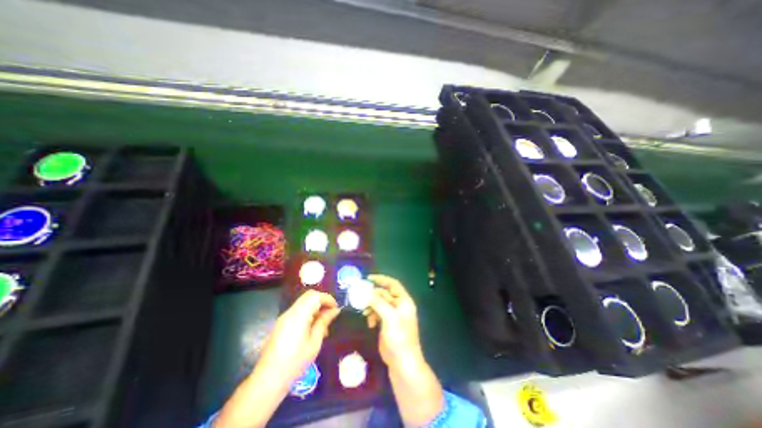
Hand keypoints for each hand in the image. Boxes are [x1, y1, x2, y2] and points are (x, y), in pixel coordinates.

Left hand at [211, 287, 335, 426]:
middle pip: (308, 297)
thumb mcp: (314, 343)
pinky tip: (311, 331)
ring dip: (315, 310)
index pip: (314, 295)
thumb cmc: (292, 364)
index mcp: (297, 315)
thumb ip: (323, 323)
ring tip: (323, 326)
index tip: (336, 308)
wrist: (265, 383)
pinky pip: (298, 313)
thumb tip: (334, 311)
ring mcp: (283, 319)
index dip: (327, 298)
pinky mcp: (280, 326)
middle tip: (331, 317)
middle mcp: (289, 313)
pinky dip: (308, 316)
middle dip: (322, 303)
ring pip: (303, 305)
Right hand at [364, 276, 444, 425]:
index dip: (381, 279)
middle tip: (359, 295)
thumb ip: (378, 302)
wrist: (402, 363)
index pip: (393, 284)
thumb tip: (366, 290)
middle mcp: (398, 305)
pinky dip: (372, 316)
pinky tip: (370, 323)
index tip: (368, 278)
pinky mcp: (386, 324)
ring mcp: (392, 315)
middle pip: (384, 294)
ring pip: (379, 304)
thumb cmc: (399, 337)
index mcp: (404, 301)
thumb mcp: (389, 317)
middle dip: (372, 295)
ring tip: (365, 312)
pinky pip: (377, 313)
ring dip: (371, 306)